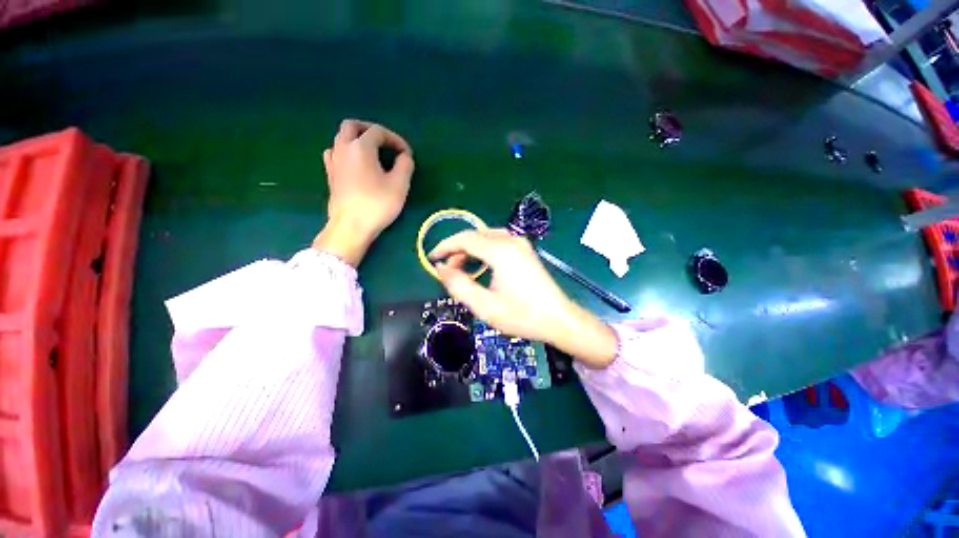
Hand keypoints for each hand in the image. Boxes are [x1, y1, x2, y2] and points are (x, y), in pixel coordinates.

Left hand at [312, 119, 414, 265]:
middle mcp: (343, 148)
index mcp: (361, 147)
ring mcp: (333, 161)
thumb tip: (404, 156)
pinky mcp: (330, 174)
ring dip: (357, 139)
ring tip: (372, 153)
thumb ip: (405, 165)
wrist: (351, 226)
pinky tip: (356, 164)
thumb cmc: (377, 204)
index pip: (378, 132)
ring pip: (341, 138)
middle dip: (371, 130)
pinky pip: (335, 153)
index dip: (395, 139)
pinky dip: (347, 152)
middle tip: (386, 143)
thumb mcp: (399, 185)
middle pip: (352, 126)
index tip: (407, 155)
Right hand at [429, 229, 618, 367]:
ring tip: (461, 269)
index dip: (445, 246)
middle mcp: (511, 241)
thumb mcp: (484, 306)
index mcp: (500, 251)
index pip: (465, 239)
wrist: (559, 319)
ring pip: (486, 237)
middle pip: (475, 236)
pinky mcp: (525, 250)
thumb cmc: (522, 316)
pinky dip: (483, 250)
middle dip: (457, 250)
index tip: (431, 258)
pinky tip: (480, 265)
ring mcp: (521, 243)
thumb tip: (441, 268)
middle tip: (447, 270)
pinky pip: (497, 242)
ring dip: (470, 249)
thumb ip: (458, 285)